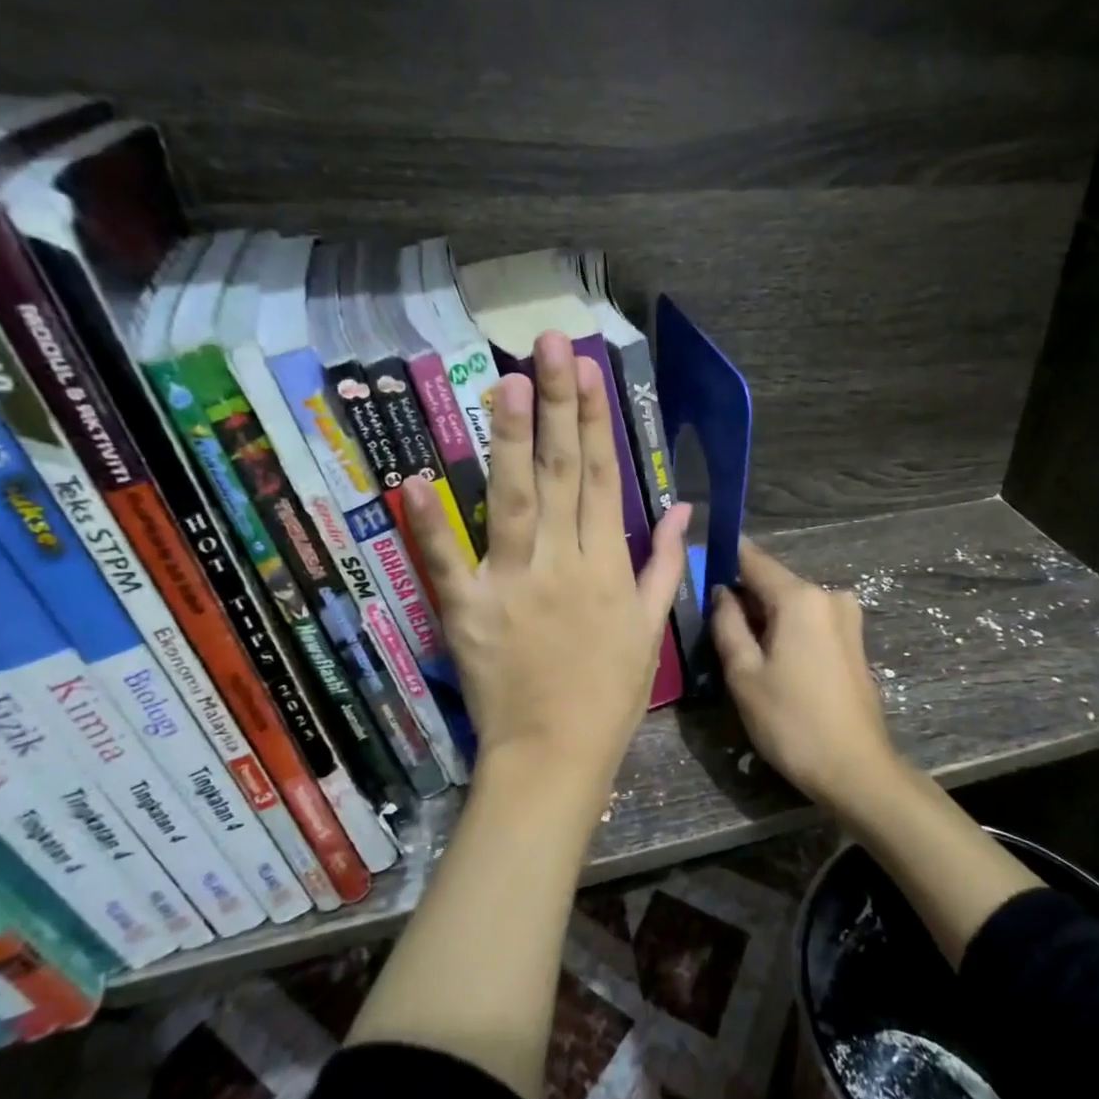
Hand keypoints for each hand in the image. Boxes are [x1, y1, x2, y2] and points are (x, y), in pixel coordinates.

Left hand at [404, 330, 688, 827]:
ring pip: (515, 500)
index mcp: (609, 565)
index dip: (599, 421)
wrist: (556, 753)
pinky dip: (430, 523)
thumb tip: (686, 511)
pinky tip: (413, 479)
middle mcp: (564, 561)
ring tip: (507, 384)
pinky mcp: (469, 610)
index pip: (606, 478)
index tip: (591, 371)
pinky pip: (448, 562)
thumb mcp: (650, 628)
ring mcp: (514, 583)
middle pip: (564, 473)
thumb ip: (666, 565)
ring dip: (512, 440)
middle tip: (548, 345)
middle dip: (558, 405)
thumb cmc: (609, 693)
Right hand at [710, 540, 913, 828]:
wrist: (856, 769)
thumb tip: (721, 592)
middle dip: (743, 597)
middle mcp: (829, 595)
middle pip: (773, 582)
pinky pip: (809, 621)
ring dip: (764, 617)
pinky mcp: (853, 640)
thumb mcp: (743, 673)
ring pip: (791, 604)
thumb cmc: (791, 721)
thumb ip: (727, 623)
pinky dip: (786, 631)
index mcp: (800, 597)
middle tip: (712, 625)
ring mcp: (847, 617)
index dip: (723, 558)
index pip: (753, 559)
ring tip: (738, 651)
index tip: (698, 568)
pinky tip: (771, 662)